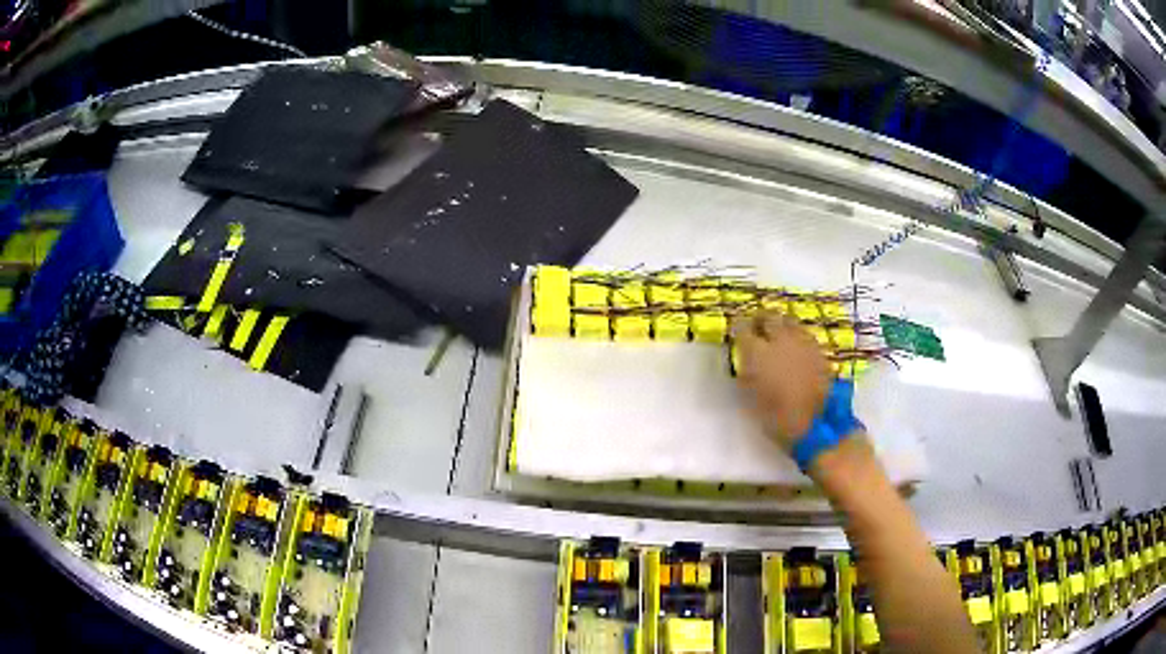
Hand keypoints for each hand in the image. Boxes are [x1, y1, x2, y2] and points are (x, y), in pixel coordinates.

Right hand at [734, 312, 831, 449]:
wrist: (815, 424)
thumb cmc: (776, 417)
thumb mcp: (751, 397)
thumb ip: (746, 373)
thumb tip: (745, 360)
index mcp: (757, 352)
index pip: (742, 327)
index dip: (738, 328)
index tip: (736, 332)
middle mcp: (780, 340)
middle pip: (768, 316)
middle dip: (760, 319)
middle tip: (756, 327)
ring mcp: (802, 342)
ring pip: (788, 320)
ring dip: (780, 324)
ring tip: (776, 334)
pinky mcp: (818, 349)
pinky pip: (803, 333)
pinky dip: (796, 336)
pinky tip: (794, 347)